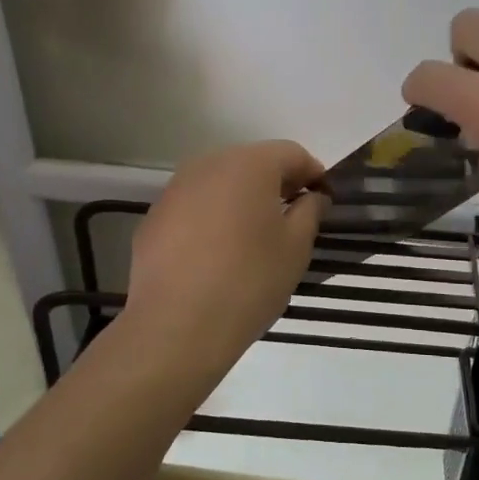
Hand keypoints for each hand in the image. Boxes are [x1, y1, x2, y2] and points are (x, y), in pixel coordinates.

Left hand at [123, 140, 327, 378]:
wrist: (177, 326)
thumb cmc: (249, 280)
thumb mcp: (296, 247)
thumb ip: (310, 211)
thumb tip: (312, 196)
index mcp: (249, 164)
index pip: (291, 153)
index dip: (313, 173)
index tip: (324, 199)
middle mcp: (208, 165)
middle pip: (252, 163)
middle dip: (276, 183)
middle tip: (293, 215)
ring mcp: (175, 190)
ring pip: (219, 184)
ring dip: (241, 200)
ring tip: (255, 237)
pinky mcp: (154, 218)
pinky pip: (194, 208)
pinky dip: (211, 219)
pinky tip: (217, 254)